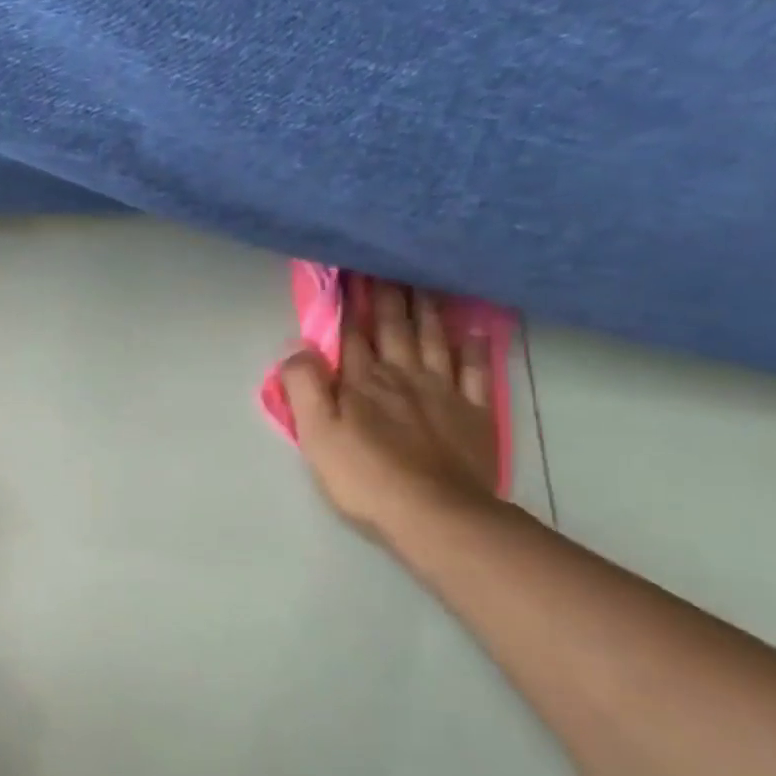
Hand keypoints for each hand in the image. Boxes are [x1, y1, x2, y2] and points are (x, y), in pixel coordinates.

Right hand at [281, 277, 500, 541]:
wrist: (435, 514)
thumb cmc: (365, 476)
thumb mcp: (316, 435)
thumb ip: (304, 388)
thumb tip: (300, 349)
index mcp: (362, 382)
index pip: (352, 332)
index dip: (349, 300)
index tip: (349, 268)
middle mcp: (403, 376)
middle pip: (395, 328)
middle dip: (388, 293)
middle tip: (387, 260)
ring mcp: (444, 392)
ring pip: (433, 339)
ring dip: (427, 308)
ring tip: (424, 280)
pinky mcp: (473, 413)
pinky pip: (476, 370)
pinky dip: (474, 347)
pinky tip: (473, 330)